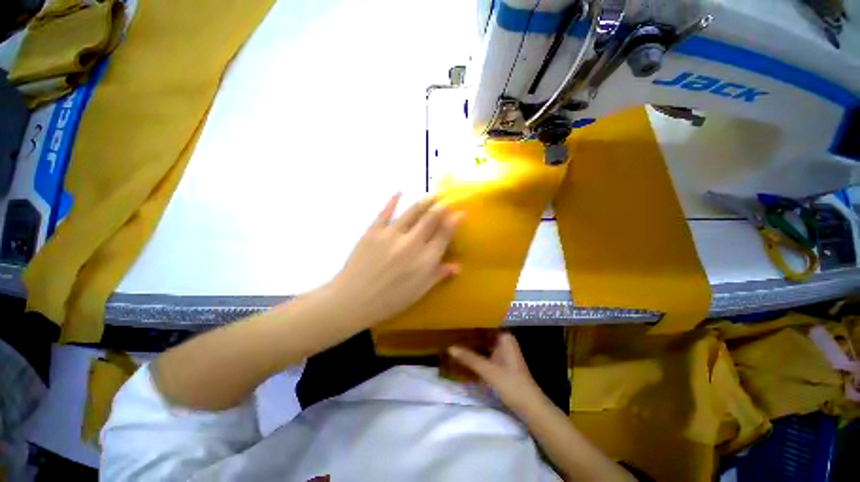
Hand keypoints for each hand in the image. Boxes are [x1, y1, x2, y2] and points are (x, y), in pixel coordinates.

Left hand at [328, 194, 462, 326]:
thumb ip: (438, 275)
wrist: (353, 300)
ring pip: (412, 212)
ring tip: (432, 194)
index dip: (454, 222)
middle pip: (431, 219)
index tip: (460, 212)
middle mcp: (412, 243)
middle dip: (441, 207)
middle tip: (446, 200)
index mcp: (425, 260)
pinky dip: (393, 200)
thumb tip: (458, 266)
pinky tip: (399, 192)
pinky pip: (386, 212)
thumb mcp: (419, 292)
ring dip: (424, 201)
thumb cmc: (390, 300)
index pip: (444, 235)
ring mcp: (391, 235)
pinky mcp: (373, 231)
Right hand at [449, 332, 546, 413]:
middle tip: (450, 334)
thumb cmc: (511, 384)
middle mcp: (503, 341)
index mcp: (503, 337)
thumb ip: (469, 358)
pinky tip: (463, 356)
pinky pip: (485, 354)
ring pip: (483, 345)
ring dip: (471, 347)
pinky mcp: (501, 363)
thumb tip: (449, 348)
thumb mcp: (488, 370)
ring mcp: (503, 352)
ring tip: (453, 343)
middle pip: (482, 336)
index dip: (469, 325)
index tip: (454, 324)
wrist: (530, 407)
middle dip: (468, 337)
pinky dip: (475, 356)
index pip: (483, 326)